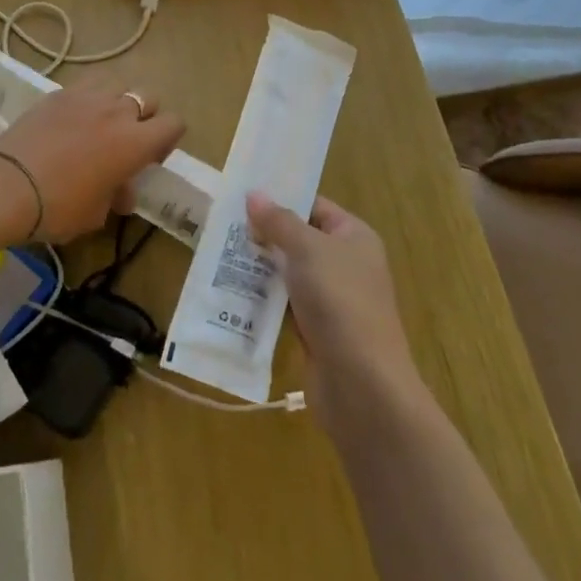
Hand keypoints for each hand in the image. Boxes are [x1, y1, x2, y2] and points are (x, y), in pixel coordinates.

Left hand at [0, 80, 184, 242]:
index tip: (151, 158)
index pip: (174, 123)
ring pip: (117, 84)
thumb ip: (115, 197)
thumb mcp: (95, 214)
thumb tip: (121, 193)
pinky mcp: (58, 93)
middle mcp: (118, 111)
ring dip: (116, 101)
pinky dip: (86, 99)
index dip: (168, 139)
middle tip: (127, 141)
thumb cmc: (59, 207)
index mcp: (136, 142)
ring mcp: (86, 96)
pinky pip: (85, 86)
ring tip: (99, 123)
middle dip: (144, 117)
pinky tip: (71, 120)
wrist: (7, 186)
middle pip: (148, 98)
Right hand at [247, 193, 421, 432]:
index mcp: (354, 237)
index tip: (243, 197)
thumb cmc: (339, 301)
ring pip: (289, 274)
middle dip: (264, 235)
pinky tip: (232, 293)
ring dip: (260, 268)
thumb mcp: (307, 250)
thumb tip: (254, 194)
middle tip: (223, 225)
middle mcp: (346, 264)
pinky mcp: (317, 331)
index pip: (314, 207)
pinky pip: (285, 306)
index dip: (282, 200)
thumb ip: (279, 221)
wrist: (362, 385)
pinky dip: (263, 300)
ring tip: (218, 255)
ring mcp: (332, 300)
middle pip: (299, 240)